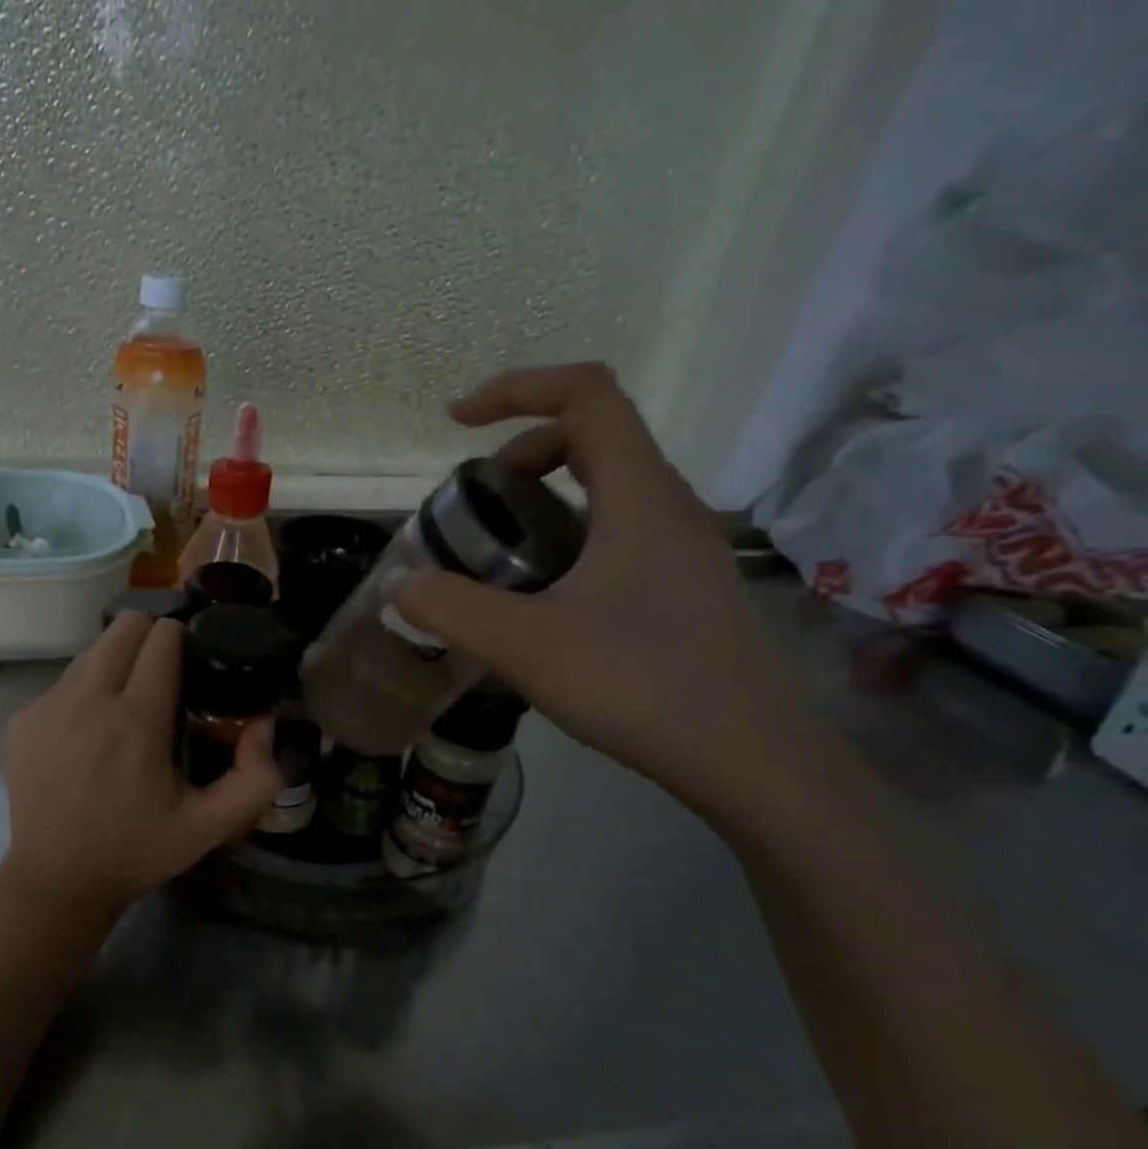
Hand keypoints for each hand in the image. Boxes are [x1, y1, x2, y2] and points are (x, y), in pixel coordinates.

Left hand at [0, 612, 282, 909]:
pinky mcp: (22, 720)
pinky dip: (83, 693)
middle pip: (124, 625)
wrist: (56, 881)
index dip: (184, 641)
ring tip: (125, 708)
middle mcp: (87, 699)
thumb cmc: (137, 851)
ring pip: (91, 651)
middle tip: (162, 677)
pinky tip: (88, 736)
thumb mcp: (210, 826)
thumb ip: (256, 778)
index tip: (192, 665)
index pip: (162, 638)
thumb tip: (264, 724)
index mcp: (136, 719)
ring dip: (115, 665)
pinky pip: (63, 682)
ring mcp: (47, 706)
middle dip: (149, 638)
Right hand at [394, 363, 809, 817]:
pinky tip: (538, 600)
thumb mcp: (528, 646)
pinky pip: (615, 532)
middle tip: (474, 506)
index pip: (586, 395)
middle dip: (520, 453)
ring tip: (496, 555)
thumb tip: (399, 585)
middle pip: (593, 436)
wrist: (749, 760)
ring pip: (605, 488)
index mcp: (639, 495)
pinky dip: (564, 538)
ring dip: (542, 499)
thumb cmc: (641, 685)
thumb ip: (453, 609)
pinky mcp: (681, 586)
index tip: (457, 423)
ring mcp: (681, 548)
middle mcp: (668, 507)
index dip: (517, 389)